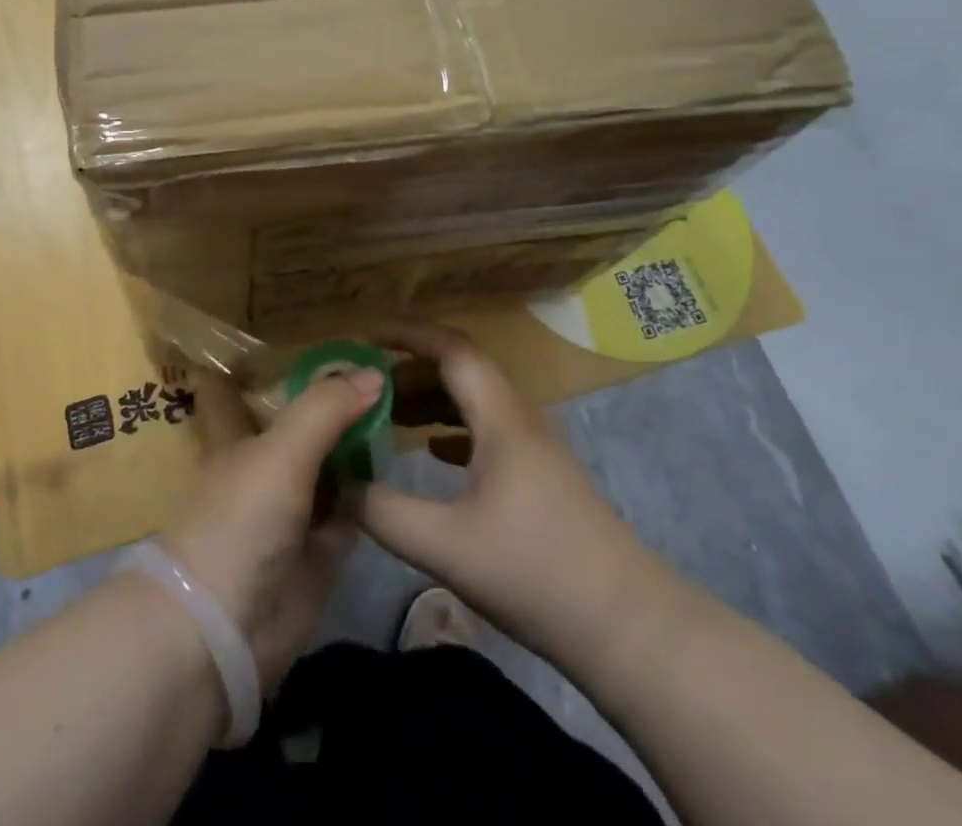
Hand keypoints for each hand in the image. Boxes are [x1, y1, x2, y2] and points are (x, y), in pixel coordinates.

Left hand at [160, 364, 383, 689]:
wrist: (225, 629)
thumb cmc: (240, 519)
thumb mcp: (281, 450)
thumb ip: (325, 408)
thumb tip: (373, 371)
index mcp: (237, 435)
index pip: (235, 388)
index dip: (250, 362)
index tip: (285, 334)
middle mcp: (263, 466)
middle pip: (296, 425)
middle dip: (328, 401)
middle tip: (377, 366)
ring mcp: (292, 509)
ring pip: (328, 466)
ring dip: (357, 444)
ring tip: (403, 405)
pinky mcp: (319, 551)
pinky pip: (351, 511)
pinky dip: (372, 494)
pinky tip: (402, 466)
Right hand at [357, 320, 661, 664]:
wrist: (626, 626)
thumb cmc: (536, 573)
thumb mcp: (446, 546)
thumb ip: (384, 512)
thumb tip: (335, 485)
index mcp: (501, 417)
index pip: (451, 348)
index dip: (407, 334)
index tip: (365, 336)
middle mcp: (518, 418)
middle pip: (460, 370)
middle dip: (410, 368)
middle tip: (364, 384)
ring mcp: (532, 447)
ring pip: (473, 400)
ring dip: (430, 398)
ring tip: (386, 414)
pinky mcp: (538, 476)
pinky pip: (485, 430)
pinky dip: (450, 428)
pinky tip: (431, 451)